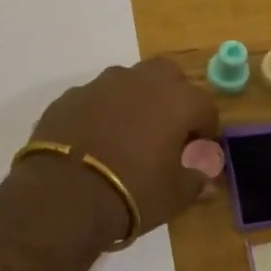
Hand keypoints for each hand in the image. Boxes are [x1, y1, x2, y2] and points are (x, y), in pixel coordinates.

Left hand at [27, 58, 221, 239]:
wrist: (63, 194)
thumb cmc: (132, 191)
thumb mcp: (173, 195)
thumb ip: (194, 181)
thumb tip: (206, 180)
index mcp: (175, 100)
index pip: (204, 105)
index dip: (206, 127)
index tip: (199, 148)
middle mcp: (140, 81)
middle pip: (167, 75)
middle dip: (172, 96)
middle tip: (167, 128)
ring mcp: (101, 85)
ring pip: (128, 81)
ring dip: (135, 99)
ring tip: (129, 132)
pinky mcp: (69, 97)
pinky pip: (95, 98)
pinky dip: (102, 112)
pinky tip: (95, 139)